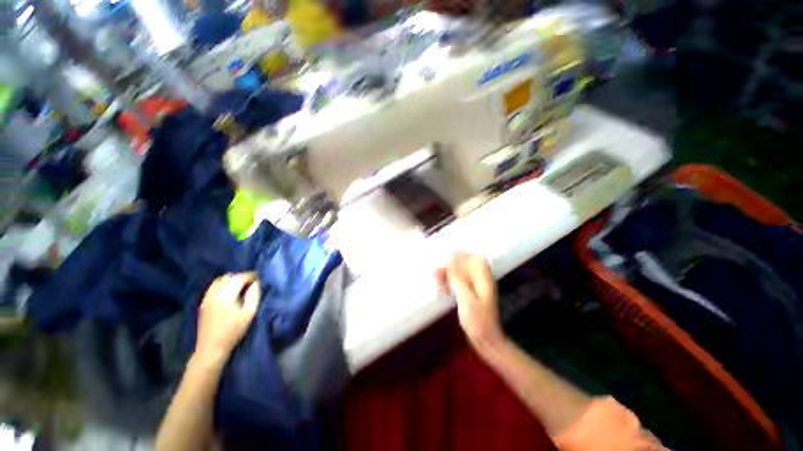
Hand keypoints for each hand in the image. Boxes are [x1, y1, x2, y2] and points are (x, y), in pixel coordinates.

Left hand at [196, 273, 260, 363]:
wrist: (211, 348)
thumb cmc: (233, 331)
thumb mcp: (249, 313)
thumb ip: (254, 295)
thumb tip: (256, 283)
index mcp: (226, 295)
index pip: (239, 277)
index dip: (251, 276)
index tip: (259, 278)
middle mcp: (214, 293)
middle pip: (229, 277)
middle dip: (242, 277)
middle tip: (252, 283)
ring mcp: (207, 297)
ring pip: (220, 280)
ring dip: (232, 280)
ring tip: (241, 287)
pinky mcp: (204, 302)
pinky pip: (214, 286)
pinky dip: (223, 284)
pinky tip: (229, 292)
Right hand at [435, 252, 505, 351]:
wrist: (485, 340)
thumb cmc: (478, 320)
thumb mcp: (467, 298)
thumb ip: (458, 277)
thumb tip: (450, 259)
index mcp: (483, 278)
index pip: (475, 257)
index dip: (461, 255)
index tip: (446, 258)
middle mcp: (480, 279)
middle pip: (465, 264)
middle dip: (450, 266)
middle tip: (437, 273)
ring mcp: (475, 287)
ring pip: (459, 273)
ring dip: (447, 275)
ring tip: (438, 282)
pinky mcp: (469, 293)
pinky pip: (458, 282)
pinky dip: (449, 283)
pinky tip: (443, 290)